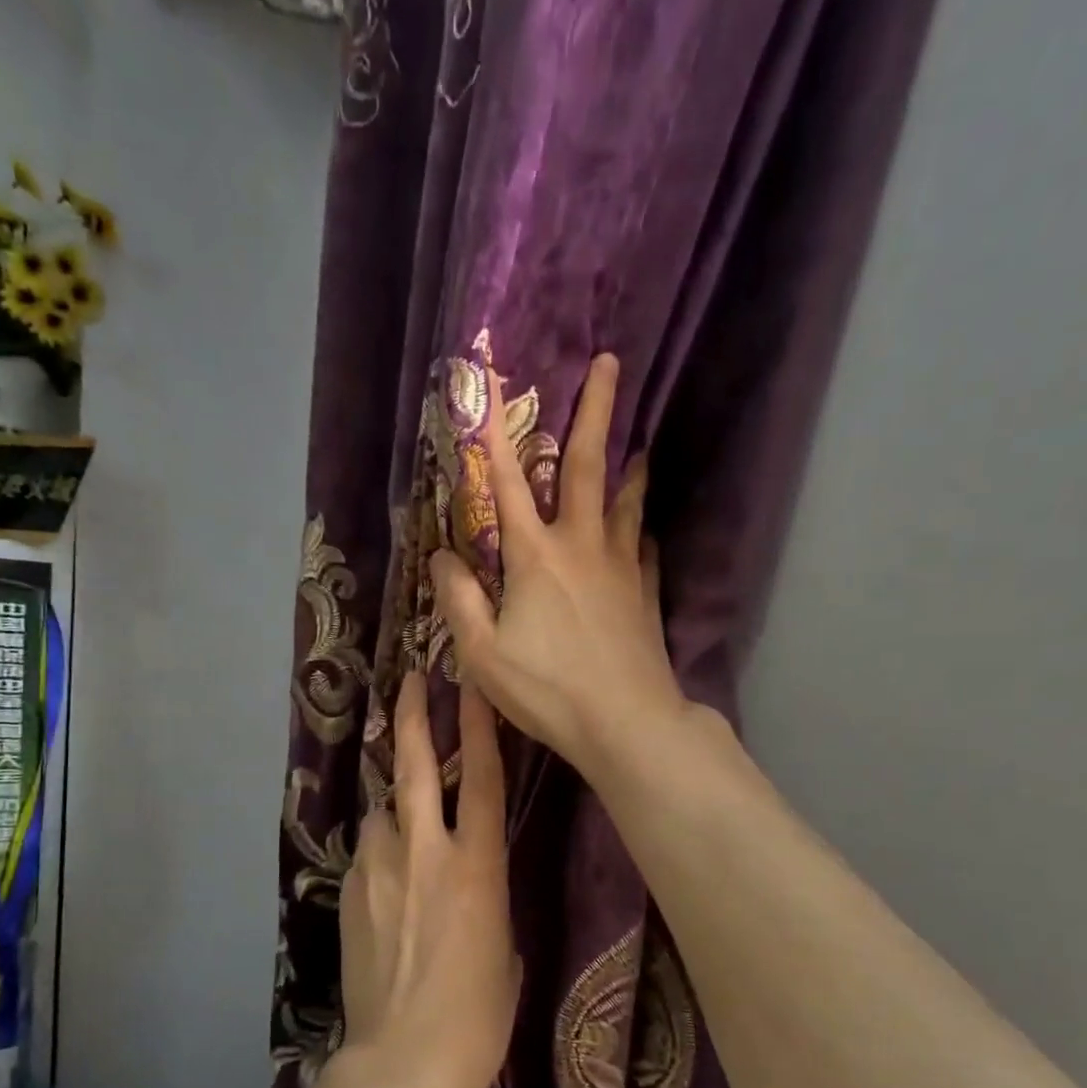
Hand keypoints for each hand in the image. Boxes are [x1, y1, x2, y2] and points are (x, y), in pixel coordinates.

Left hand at [337, 672, 519, 1087]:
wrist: (404, 1061)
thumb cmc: (479, 1015)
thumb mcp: (504, 946)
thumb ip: (487, 895)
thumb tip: (471, 879)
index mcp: (478, 867)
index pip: (480, 779)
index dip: (478, 726)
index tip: (471, 683)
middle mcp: (425, 853)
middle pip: (414, 768)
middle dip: (414, 717)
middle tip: (412, 680)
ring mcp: (379, 869)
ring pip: (382, 812)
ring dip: (394, 808)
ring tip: (403, 828)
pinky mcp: (349, 892)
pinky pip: (367, 853)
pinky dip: (379, 852)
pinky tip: (386, 883)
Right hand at [432, 353, 688, 777]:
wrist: (626, 723)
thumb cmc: (548, 690)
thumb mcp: (483, 654)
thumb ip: (459, 601)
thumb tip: (441, 557)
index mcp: (535, 557)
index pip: (508, 484)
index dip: (493, 435)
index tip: (489, 387)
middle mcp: (582, 547)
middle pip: (590, 467)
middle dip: (596, 411)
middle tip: (610, 363)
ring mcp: (621, 568)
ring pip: (627, 502)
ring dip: (630, 467)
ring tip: (639, 445)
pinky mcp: (646, 594)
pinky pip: (644, 549)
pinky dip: (641, 531)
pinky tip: (643, 531)